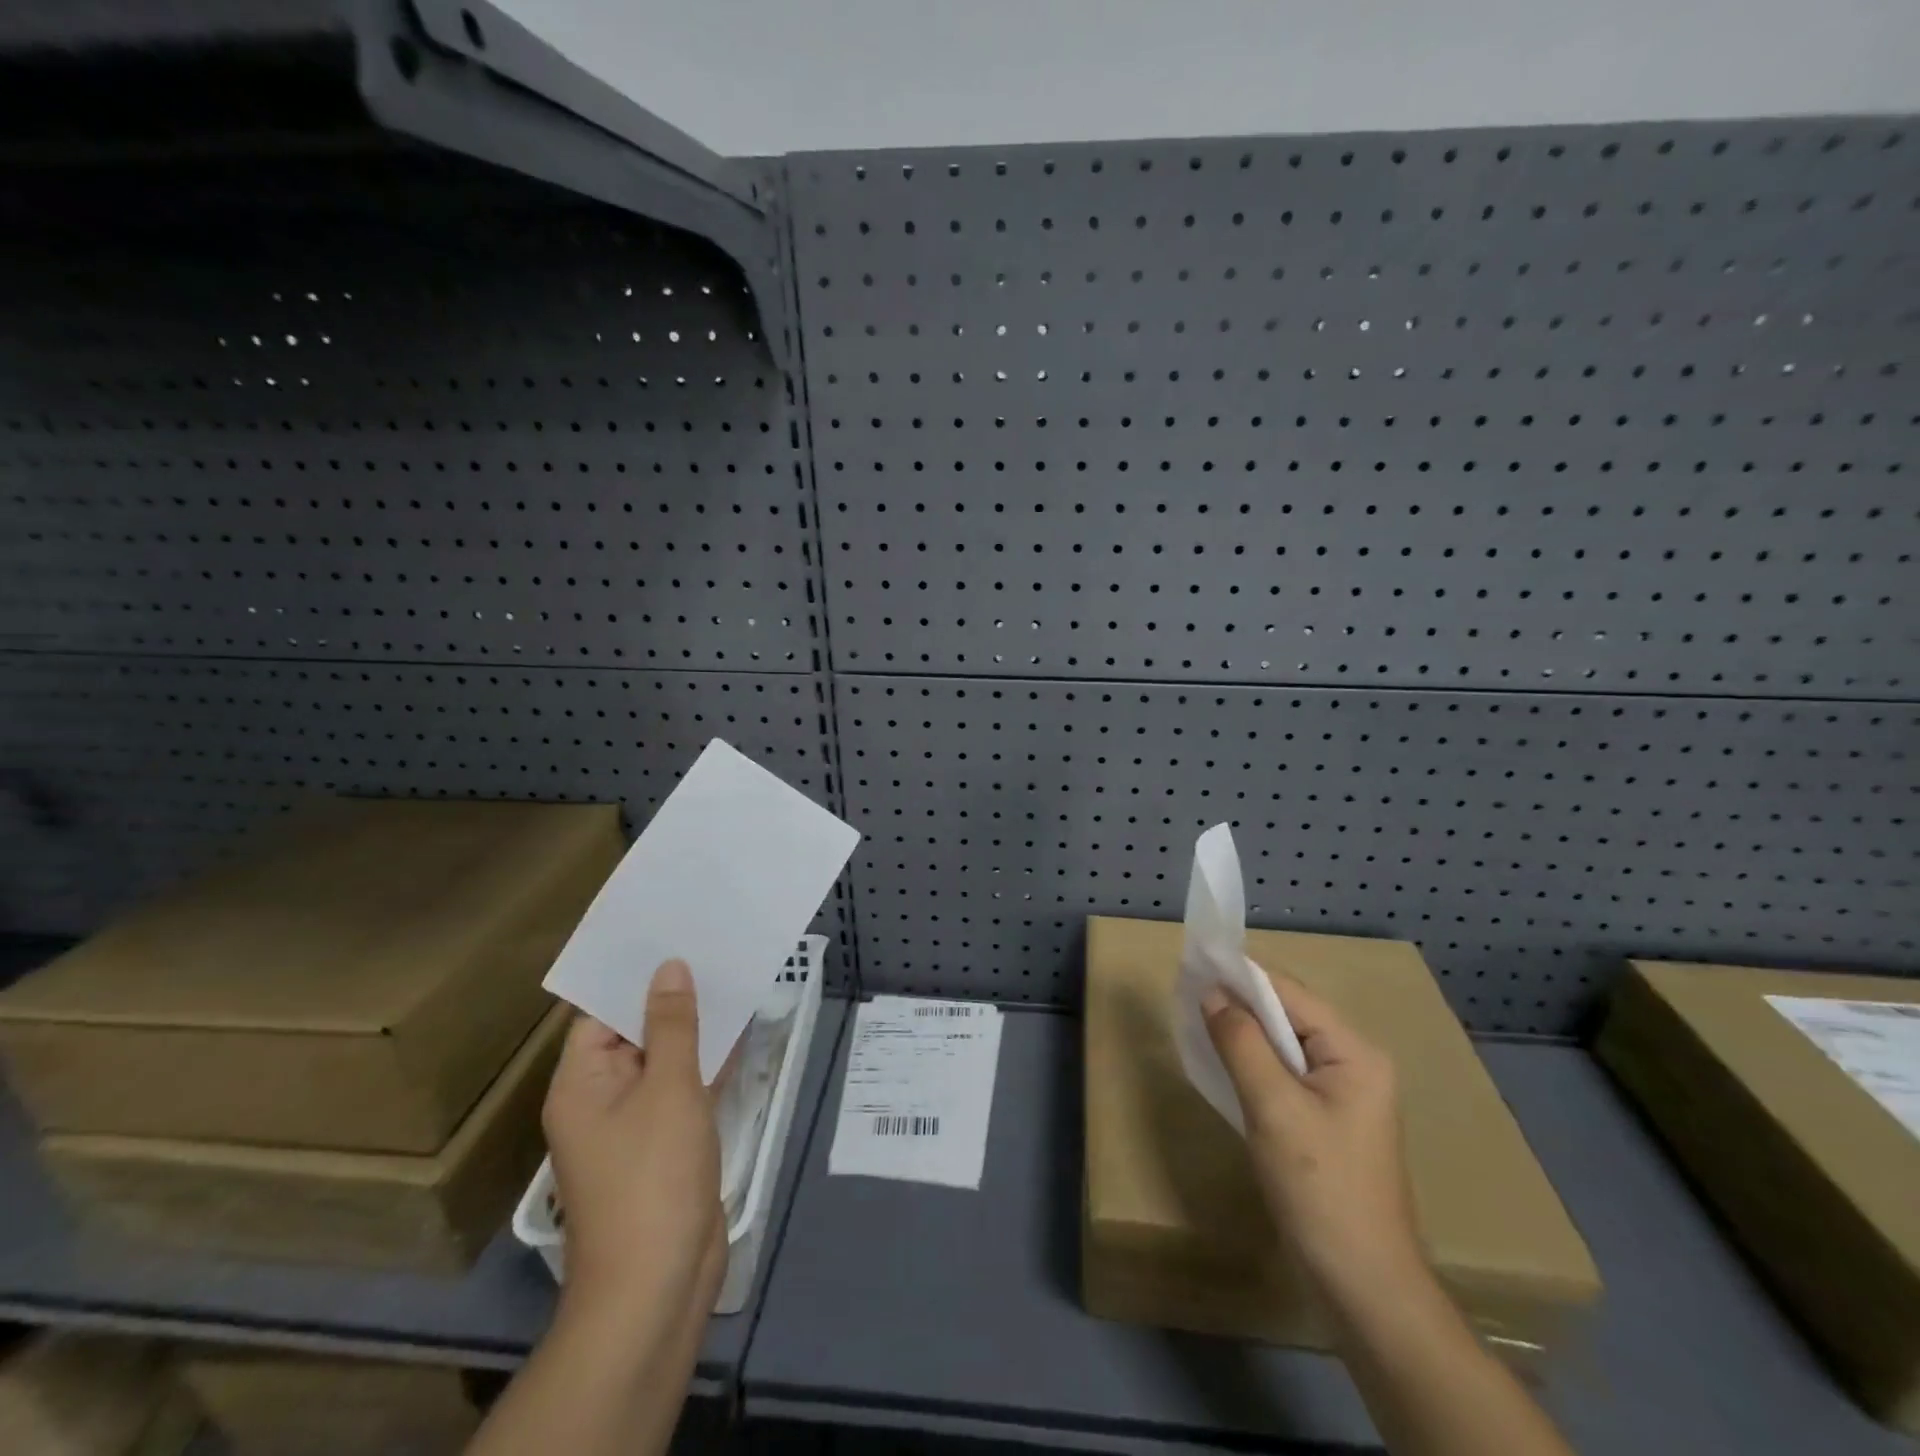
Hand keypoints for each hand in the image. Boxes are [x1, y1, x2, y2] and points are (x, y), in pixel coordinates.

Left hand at [542, 960, 725, 1336]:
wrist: (659, 1283)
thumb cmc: (653, 1176)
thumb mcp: (668, 1088)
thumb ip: (672, 1024)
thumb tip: (668, 967)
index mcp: (581, 1083)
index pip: (601, 1013)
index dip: (636, 975)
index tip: (673, 936)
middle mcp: (601, 1098)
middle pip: (635, 1033)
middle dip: (673, 996)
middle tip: (712, 946)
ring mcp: (635, 1123)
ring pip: (666, 1059)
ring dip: (696, 1027)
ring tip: (732, 976)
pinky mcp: (667, 1143)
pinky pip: (684, 1087)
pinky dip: (708, 1062)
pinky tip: (742, 1031)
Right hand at [1202, 972, 1426, 1307]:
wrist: (1363, 1287)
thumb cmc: (1320, 1188)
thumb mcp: (1274, 1109)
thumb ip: (1241, 1043)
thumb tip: (1210, 991)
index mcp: (1354, 1052)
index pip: (1290, 993)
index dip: (1241, 975)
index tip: (1193, 964)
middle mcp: (1353, 1063)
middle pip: (1288, 1014)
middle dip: (1239, 1002)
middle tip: (1187, 993)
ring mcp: (1341, 1094)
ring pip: (1283, 1044)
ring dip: (1242, 1032)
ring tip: (1196, 1020)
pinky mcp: (1325, 1120)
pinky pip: (1283, 1073)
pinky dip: (1252, 1062)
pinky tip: (1222, 1063)